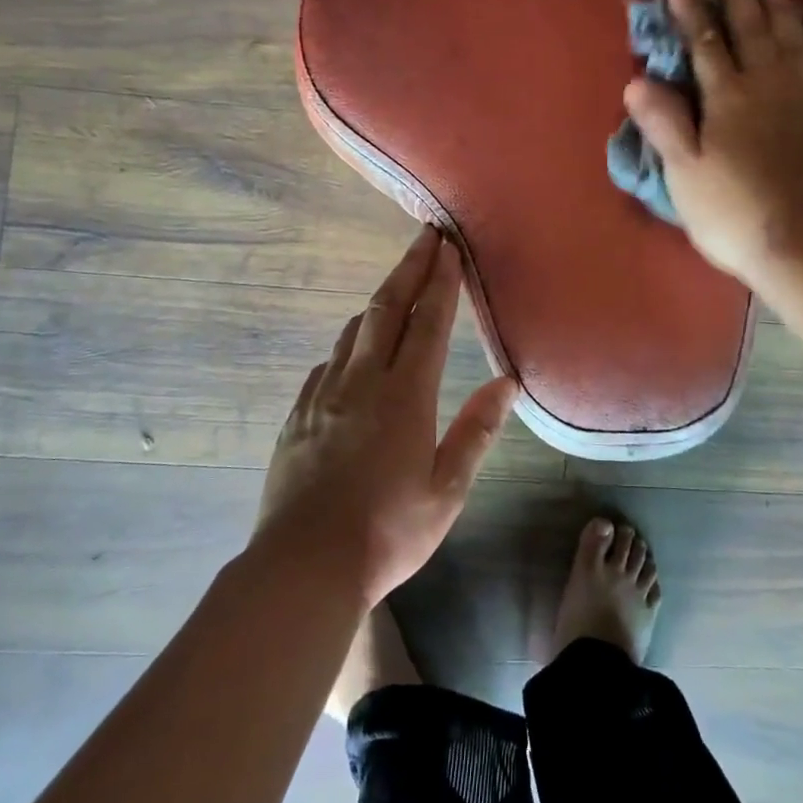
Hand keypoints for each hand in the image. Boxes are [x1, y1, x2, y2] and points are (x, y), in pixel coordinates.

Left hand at [256, 227, 518, 604]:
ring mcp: (323, 395)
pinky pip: (326, 364)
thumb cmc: (388, 531)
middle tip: (424, 237)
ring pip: (353, 332)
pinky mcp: (297, 415)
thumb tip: (506, 382)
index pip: (428, 324)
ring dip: (379, 303)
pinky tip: (351, 353)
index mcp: (405, 396)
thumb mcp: (447, 489)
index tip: (448, 248)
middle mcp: (361, 382)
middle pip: (387, 310)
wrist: (304, 565)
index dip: (441, 282)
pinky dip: (347, 345)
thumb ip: (476, 431)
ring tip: (396, 288)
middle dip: (408, 269)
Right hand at [623, 0, 802, 286]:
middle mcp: (768, 87)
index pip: (706, 45)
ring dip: (782, 14)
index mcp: (728, 97)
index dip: (692, 15)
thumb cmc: (731, 210)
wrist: (802, 242)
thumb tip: (637, 81)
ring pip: (793, 45)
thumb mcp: (683, 171)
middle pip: (754, 33)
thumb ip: (663, 123)